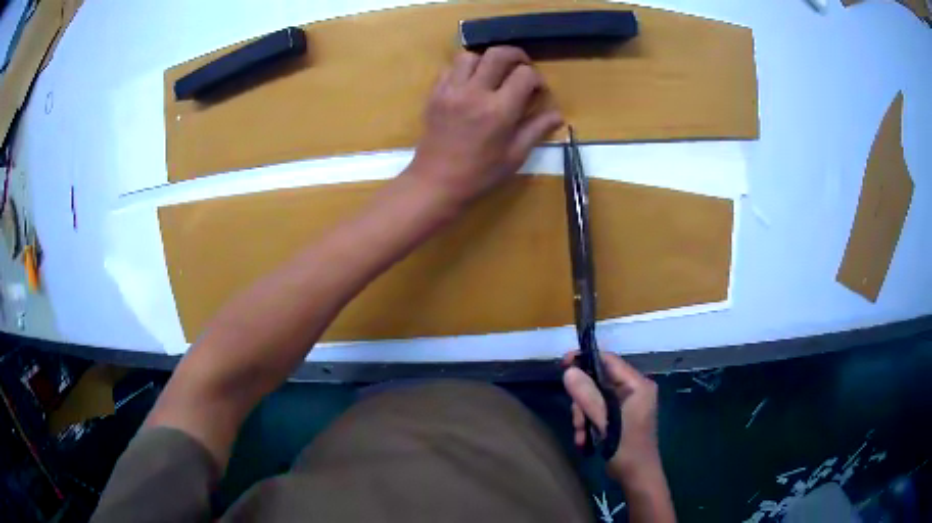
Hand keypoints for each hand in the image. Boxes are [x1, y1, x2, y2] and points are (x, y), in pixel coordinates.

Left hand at [408, 46, 562, 208]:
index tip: (537, 92)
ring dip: (487, 60)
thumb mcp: (515, 156)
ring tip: (493, 75)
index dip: (537, 79)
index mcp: (499, 110)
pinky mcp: (435, 94)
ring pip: (470, 55)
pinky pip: (450, 68)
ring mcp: (451, 91)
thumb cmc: (480, 174)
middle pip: (498, 54)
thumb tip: (558, 115)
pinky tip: (471, 85)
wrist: (436, 183)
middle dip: (516, 55)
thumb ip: (536, 129)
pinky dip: (464, 70)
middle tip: (522, 68)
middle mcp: (475, 93)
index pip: (525, 74)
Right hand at [562, 351, 661, 480]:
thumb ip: (587, 396)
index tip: (563, 365)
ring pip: (595, 398)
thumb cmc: (626, 449)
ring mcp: (628, 403)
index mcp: (637, 385)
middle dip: (583, 402)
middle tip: (576, 421)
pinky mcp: (621, 415)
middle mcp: (634, 389)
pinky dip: (589, 423)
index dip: (585, 360)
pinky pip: (599, 410)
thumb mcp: (605, 423)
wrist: (637, 477)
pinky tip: (584, 440)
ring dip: (583, 416)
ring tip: (580, 435)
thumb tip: (568, 371)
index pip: (609, 361)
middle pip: (599, 381)